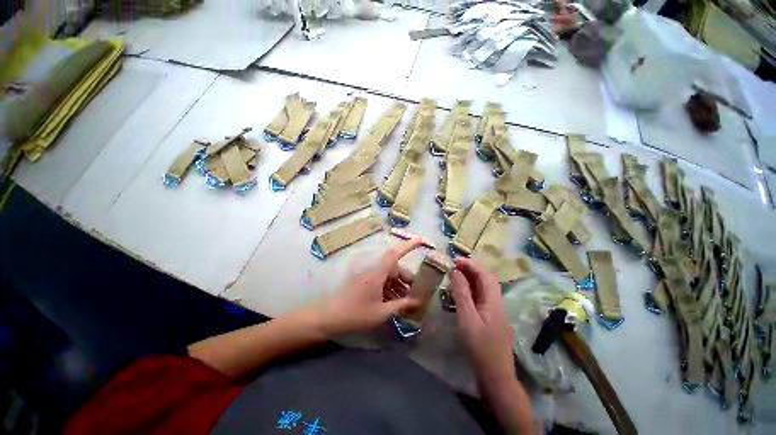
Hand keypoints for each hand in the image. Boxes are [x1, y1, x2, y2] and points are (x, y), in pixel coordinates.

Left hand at [318, 239, 421, 335]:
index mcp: (378, 273)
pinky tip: (393, 302)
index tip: (420, 240)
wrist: (328, 318)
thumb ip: (401, 305)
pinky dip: (389, 289)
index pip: (395, 254)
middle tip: (416, 292)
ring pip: (388, 276)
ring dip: (398, 285)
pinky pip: (380, 282)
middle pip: (394, 268)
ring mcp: (367, 277)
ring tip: (406, 301)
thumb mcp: (381, 312)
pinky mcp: (363, 283)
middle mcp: (373, 271)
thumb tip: (418, 302)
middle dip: (406, 278)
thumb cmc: (356, 314)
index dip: (408, 246)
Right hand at [450, 258, 515, 386]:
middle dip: (470, 271)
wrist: (495, 377)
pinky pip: (479, 299)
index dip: (472, 265)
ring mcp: (493, 313)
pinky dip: (469, 292)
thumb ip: (462, 294)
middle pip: (485, 281)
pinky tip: (459, 294)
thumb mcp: (467, 319)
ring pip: (482, 290)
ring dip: (469, 280)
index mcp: (493, 301)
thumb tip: (455, 271)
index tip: (456, 260)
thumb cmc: (480, 347)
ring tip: (454, 276)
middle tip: (453, 266)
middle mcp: (496, 304)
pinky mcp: (489, 320)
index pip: (485, 276)